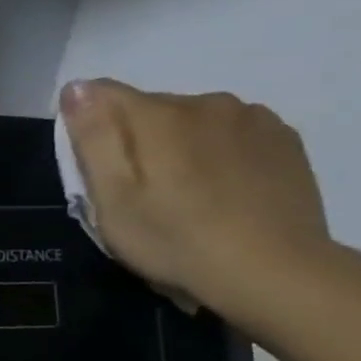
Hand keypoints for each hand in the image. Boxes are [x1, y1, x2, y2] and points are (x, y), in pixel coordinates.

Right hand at [59, 79, 331, 315]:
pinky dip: (217, 151)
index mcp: (156, 114)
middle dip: (135, 138)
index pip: (100, 94)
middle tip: (138, 191)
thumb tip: (77, 88)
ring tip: (184, 191)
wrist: (275, 272)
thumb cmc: (174, 238)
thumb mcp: (111, 196)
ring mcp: (252, 119)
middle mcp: (204, 102)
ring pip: (191, 120)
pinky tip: (221, 188)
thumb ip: (93, 136)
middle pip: (147, 108)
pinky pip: (231, 132)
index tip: (93, 166)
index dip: (87, 125)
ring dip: (178, 143)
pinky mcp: (283, 140)